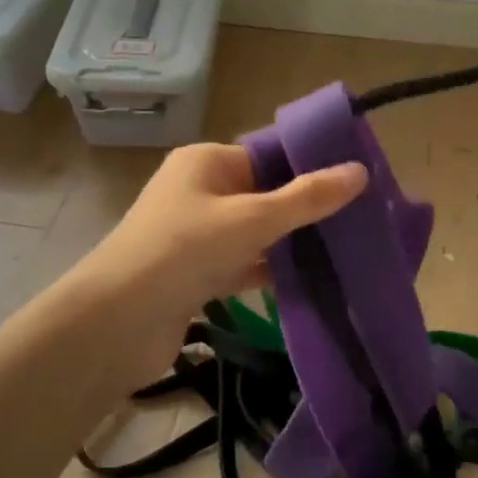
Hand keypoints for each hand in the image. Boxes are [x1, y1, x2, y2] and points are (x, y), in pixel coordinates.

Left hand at [77, 142, 367, 374]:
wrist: (117, 322)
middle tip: (358, 219)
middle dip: (305, 208)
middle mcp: (198, 192)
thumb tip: (360, 171)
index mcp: (205, 162)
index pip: (267, 155)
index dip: (309, 166)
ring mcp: (194, 235)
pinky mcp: (195, 274)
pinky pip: (243, 264)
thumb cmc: (185, 250)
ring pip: (255, 232)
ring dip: (290, 243)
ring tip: (345, 248)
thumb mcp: (253, 218)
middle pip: (263, 194)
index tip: (355, 181)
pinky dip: (270, 270)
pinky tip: (311, 280)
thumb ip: (307, 198)